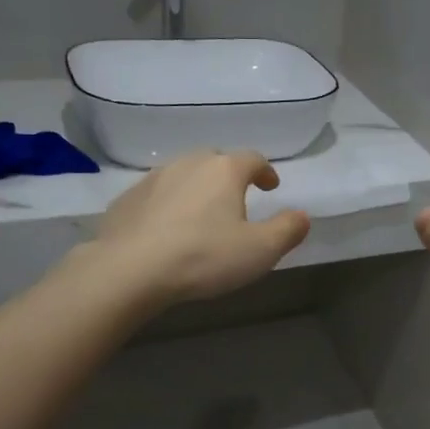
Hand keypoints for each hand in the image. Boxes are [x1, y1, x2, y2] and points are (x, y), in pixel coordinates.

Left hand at [89, 150, 309, 305]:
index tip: (271, 186)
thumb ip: (287, 230)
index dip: (265, 171)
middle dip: (229, 176)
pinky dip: (168, 204)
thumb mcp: (260, 250)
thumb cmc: (203, 256)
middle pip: (216, 161)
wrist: (128, 269)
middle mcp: (189, 164)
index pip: (253, 159)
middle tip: (236, 199)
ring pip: (183, 175)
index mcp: (224, 170)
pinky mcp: (127, 199)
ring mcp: (153, 178)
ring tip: (201, 214)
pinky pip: (156, 194)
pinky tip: (167, 228)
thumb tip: (302, 216)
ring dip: (197, 189)